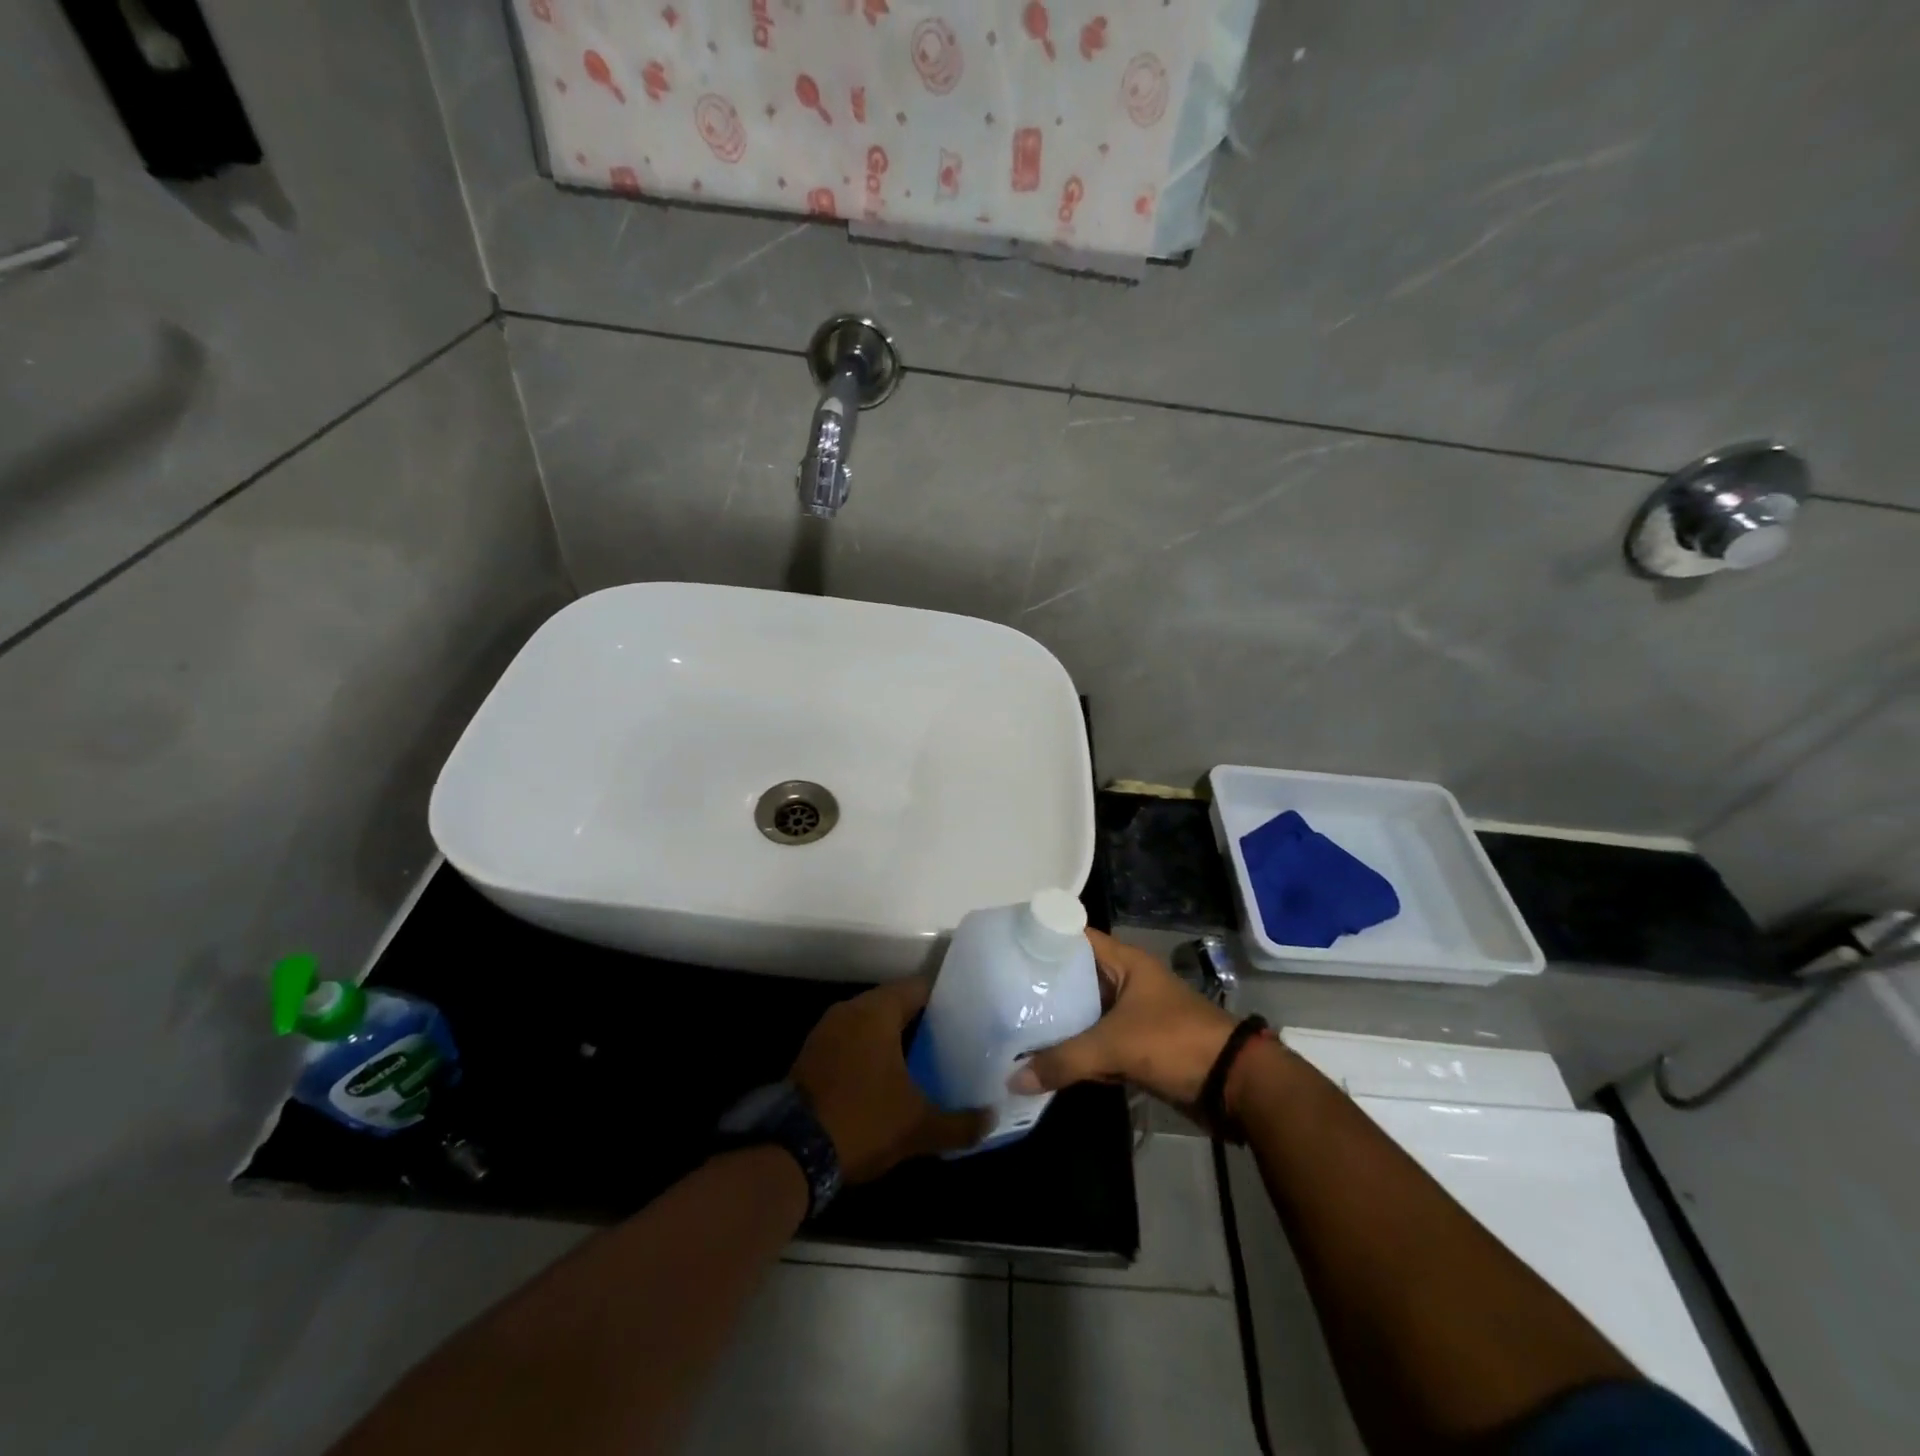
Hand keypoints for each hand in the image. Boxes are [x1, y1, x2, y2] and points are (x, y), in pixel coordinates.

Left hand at [790, 976, 989, 1182]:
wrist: (791, 1152)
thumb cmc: (862, 1121)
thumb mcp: (918, 1127)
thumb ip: (960, 1122)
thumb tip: (991, 1118)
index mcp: (877, 1010)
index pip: (919, 988)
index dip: (946, 1000)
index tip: (968, 1017)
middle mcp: (850, 1010)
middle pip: (894, 1003)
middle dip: (921, 1021)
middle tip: (952, 1041)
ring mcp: (826, 1031)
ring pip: (870, 1023)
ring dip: (893, 1038)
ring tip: (924, 1059)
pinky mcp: (811, 1054)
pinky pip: (850, 1041)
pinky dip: (869, 1052)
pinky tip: (887, 1077)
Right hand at [1008, 930, 1237, 1118]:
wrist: (1233, 1085)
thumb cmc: (1174, 1043)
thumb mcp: (1115, 1046)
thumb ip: (1064, 1060)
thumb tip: (1013, 1078)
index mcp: (1125, 963)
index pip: (1075, 937)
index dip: (1044, 939)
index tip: (1006, 948)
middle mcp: (1125, 982)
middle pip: (1075, 976)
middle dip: (1043, 985)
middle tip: (1000, 990)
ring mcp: (1131, 1014)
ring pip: (1084, 1012)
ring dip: (1058, 1021)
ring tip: (1012, 1023)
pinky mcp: (1135, 1045)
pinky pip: (1096, 1041)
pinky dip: (1075, 1049)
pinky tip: (1044, 1058)